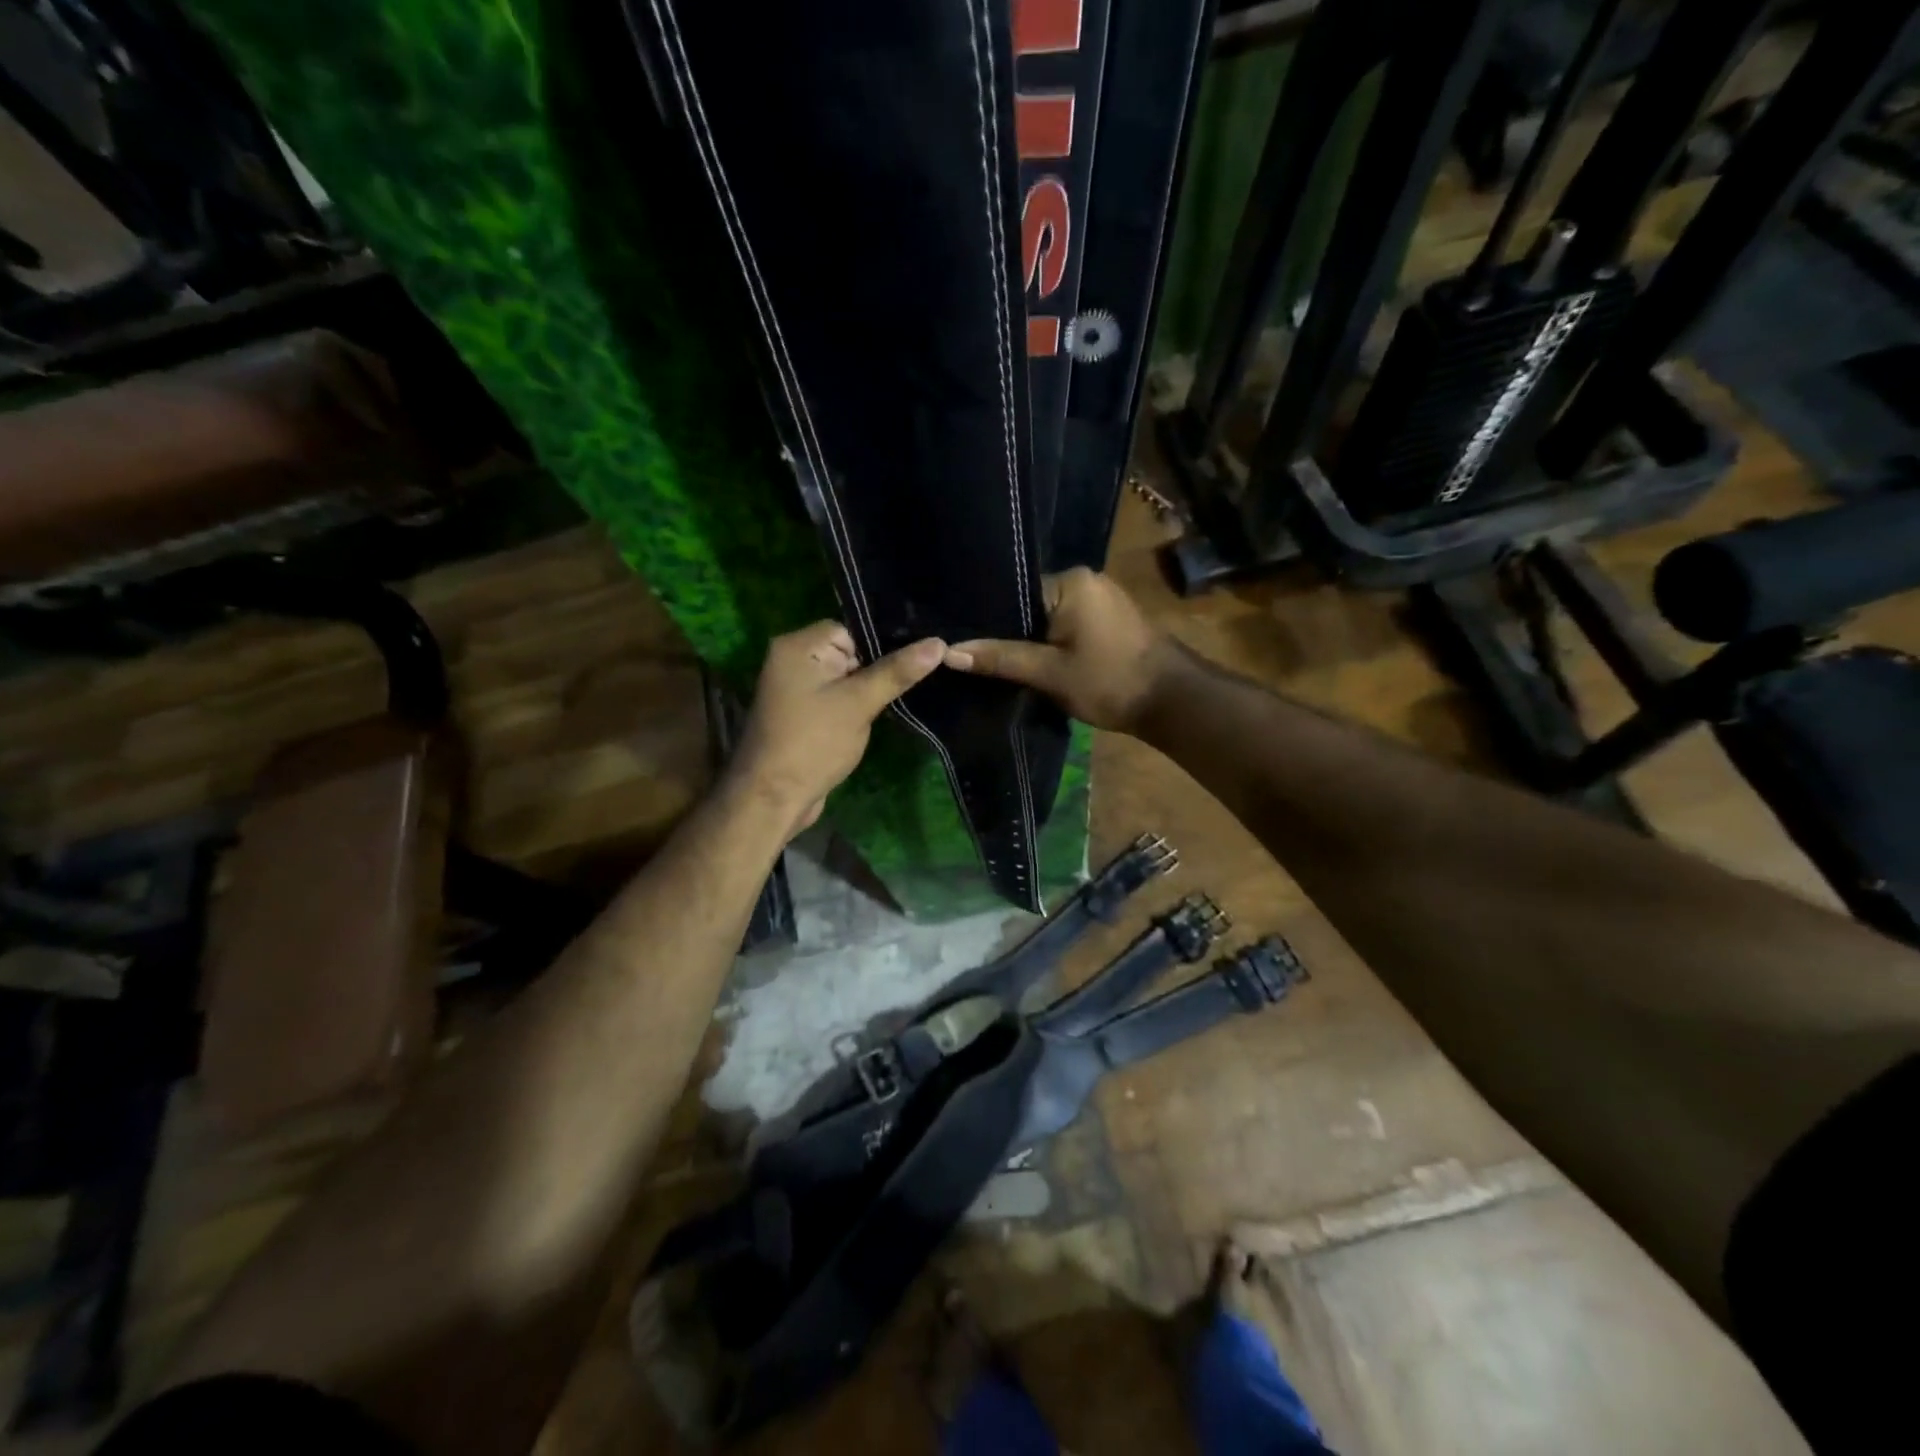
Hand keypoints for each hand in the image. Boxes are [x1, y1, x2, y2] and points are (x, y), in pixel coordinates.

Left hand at [732, 621, 944, 834]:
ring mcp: (796, 689)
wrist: (773, 798)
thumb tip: (938, 643)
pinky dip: (856, 705)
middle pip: (849, 652)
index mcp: (798, 646)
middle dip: (878, 669)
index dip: (881, 645)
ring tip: (905, 697)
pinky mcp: (803, 713)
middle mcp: (792, 660)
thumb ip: (897, 671)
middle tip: (916, 680)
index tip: (913, 661)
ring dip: (869, 690)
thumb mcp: (859, 704)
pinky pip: (837, 697)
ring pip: (846, 677)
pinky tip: (881, 715)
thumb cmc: (813, 743)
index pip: (851, 629)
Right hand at [945, 567, 1184, 732]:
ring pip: (1047, 618)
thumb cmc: (1110, 681)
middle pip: (1029, 605)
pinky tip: (1030, 662)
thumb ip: (1001, 658)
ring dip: (1029, 640)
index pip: (1012, 592)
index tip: (960, 640)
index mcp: (1070, 581)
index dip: (988, 621)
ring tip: (993, 661)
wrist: (1172, 702)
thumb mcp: (1050, 672)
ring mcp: (1099, 599)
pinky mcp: (1107, 619)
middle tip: (971, 656)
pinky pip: (1065, 625)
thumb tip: (949, 652)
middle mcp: (1085, 580)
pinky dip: (1049, 643)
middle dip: (1006, 632)